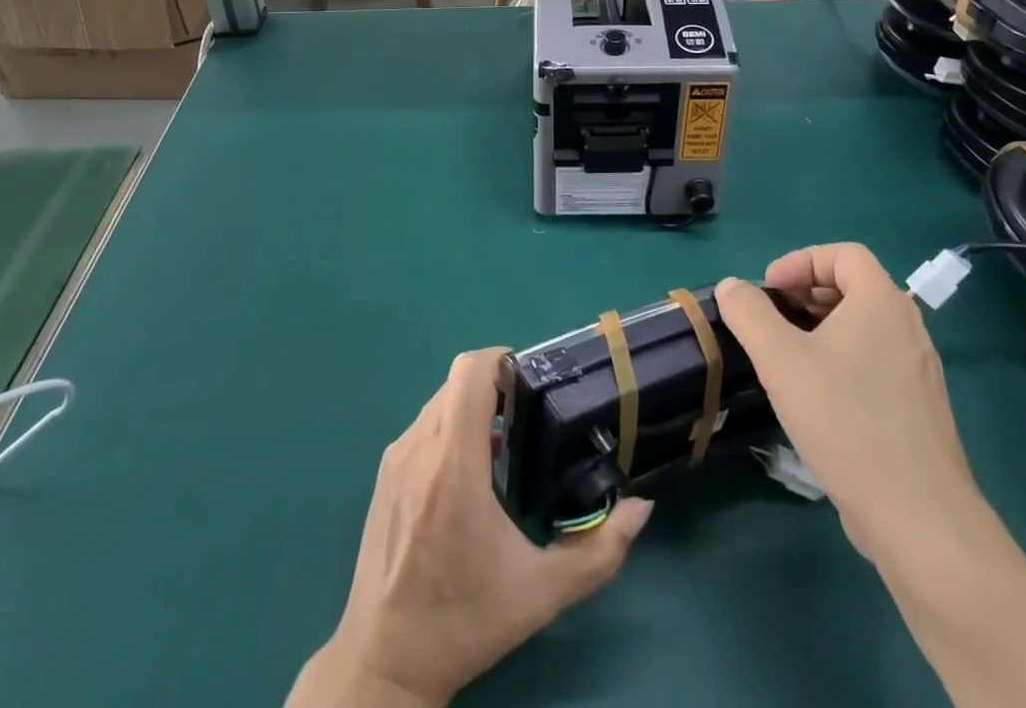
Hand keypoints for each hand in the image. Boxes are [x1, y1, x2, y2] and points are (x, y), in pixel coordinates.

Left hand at [294, 348, 651, 707]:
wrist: (384, 664)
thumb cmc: (465, 621)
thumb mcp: (542, 593)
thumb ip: (599, 550)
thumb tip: (641, 507)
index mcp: (454, 464)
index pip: (469, 372)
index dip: (501, 360)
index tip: (530, 383)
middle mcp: (419, 448)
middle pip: (457, 382)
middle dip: (494, 387)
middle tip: (527, 416)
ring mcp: (396, 460)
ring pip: (439, 403)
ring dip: (472, 409)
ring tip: (504, 448)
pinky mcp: (384, 476)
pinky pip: (422, 428)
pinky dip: (449, 429)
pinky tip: (469, 475)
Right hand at [717, 245, 982, 561]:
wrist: (918, 519)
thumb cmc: (845, 421)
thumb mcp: (781, 360)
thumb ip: (749, 314)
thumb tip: (732, 287)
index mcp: (882, 303)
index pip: (843, 254)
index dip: (801, 261)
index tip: (768, 290)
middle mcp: (907, 328)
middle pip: (853, 287)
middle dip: (805, 294)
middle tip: (771, 319)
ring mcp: (917, 371)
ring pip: (863, 327)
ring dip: (820, 328)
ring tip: (785, 356)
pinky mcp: (917, 409)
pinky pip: (874, 361)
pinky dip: (840, 359)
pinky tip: (814, 397)